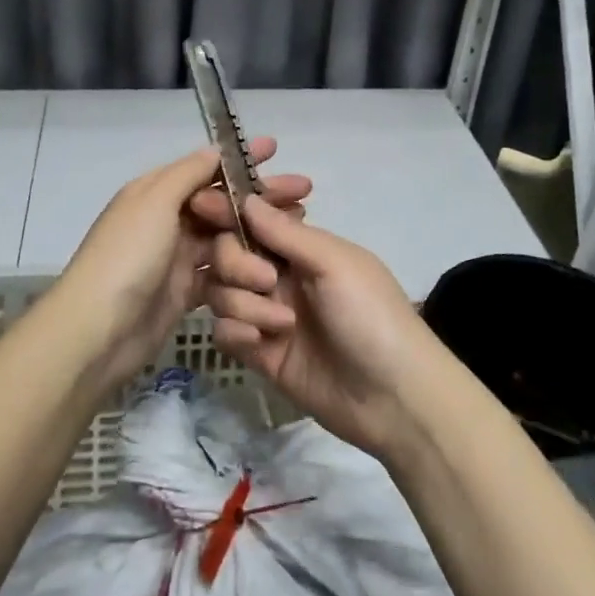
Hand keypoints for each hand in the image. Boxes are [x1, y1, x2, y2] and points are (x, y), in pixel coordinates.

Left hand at [52, 139, 310, 390]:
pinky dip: (245, 279)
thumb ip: (188, 174)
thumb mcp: (154, 201)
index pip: (206, 169)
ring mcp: (177, 259)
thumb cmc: (127, 256)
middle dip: (263, 202)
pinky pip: (222, 279)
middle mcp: (168, 221)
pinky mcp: (186, 294)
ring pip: (228, 243)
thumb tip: (215, 150)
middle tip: (305, 199)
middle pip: (224, 206)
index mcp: (156, 192)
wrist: (98, 331)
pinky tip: (274, 277)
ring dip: (259, 243)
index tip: (277, 150)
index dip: (241, 161)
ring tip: (296, 243)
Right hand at [201, 197, 448, 458]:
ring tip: (281, 325)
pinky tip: (263, 345)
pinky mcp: (259, 353)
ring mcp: (267, 314)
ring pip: (221, 292)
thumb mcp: (336, 264)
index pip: (254, 219)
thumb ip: (286, 233)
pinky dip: (237, 333)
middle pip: (227, 254)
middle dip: (236, 263)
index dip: (228, 211)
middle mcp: (280, 276)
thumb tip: (247, 198)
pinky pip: (225, 331)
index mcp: (302, 248)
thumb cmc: (372, 315)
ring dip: (243, 303)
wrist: (392, 397)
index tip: (201, 206)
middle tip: (266, 281)